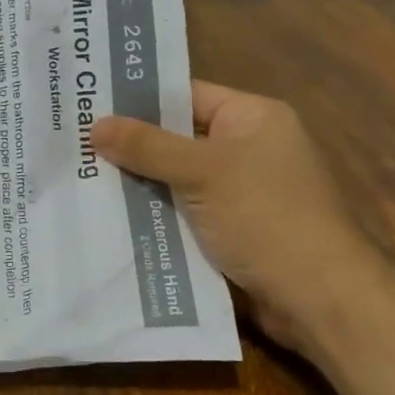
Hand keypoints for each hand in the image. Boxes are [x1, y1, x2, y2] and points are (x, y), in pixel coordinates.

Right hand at [92, 81, 381, 353]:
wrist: (318, 299)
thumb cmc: (266, 217)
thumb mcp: (203, 173)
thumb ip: (148, 147)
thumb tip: (95, 125)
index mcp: (253, 118)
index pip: (187, 95)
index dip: (139, 99)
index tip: (90, 103)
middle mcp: (248, 147)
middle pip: (177, 137)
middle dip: (131, 144)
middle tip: (75, 141)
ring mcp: (240, 190)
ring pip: (176, 177)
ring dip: (138, 182)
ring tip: (79, 176)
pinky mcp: (231, 228)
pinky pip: (183, 209)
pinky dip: (155, 212)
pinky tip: (110, 214)